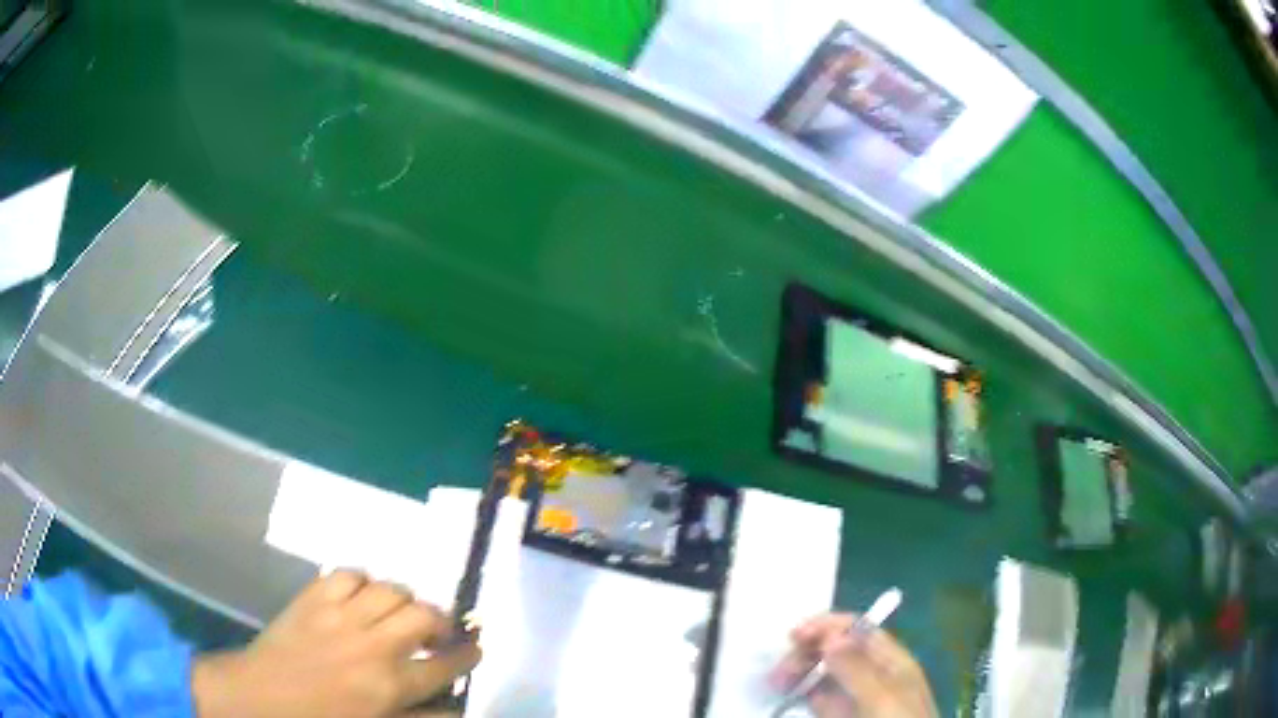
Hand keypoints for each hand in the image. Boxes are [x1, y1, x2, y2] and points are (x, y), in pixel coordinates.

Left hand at [192, 571, 480, 717]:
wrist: (259, 697)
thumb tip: (457, 709)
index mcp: (389, 685)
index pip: (445, 665)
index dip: (467, 656)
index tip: (474, 651)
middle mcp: (371, 645)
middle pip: (424, 616)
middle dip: (441, 623)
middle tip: (436, 634)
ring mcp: (340, 615)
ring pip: (390, 588)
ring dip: (403, 600)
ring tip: (399, 614)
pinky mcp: (313, 597)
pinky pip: (348, 574)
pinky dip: (363, 581)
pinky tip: (362, 597)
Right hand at [774, 613, 936, 717]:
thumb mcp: (881, 698)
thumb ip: (857, 669)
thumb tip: (830, 636)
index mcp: (891, 661)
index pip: (859, 630)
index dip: (828, 626)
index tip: (794, 635)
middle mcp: (873, 673)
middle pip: (838, 649)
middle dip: (808, 651)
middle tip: (780, 669)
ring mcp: (857, 695)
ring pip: (825, 672)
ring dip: (800, 670)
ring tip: (776, 681)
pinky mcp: (841, 714)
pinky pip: (820, 696)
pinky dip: (803, 690)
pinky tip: (787, 693)